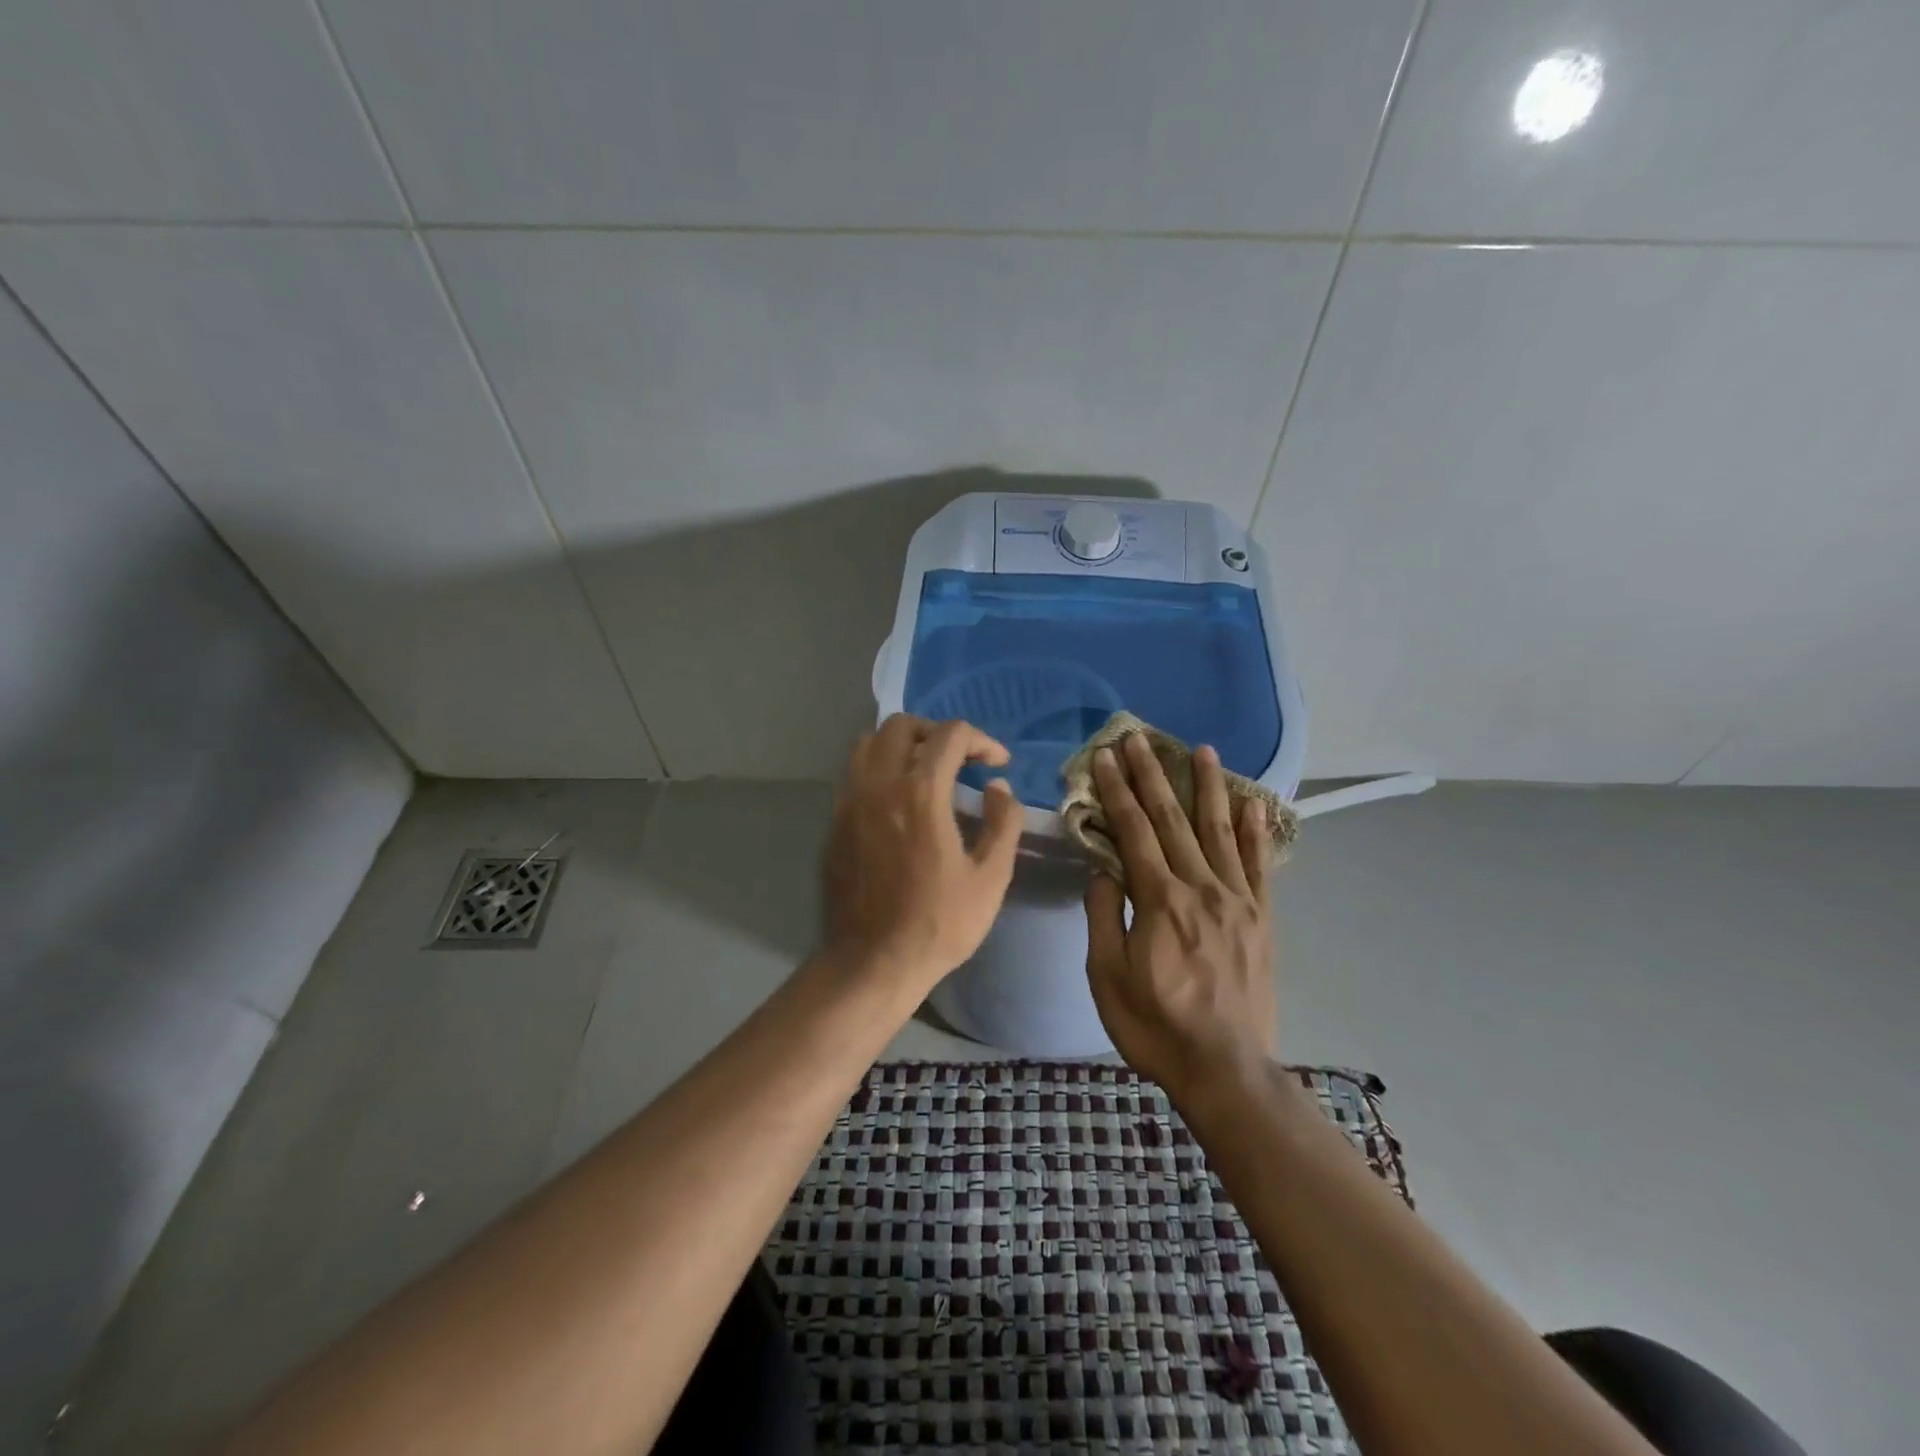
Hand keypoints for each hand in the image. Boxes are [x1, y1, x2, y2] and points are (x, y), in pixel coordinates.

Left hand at [823, 715, 1023, 994]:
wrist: (873, 962)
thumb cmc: (939, 923)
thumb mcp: (990, 877)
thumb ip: (1002, 823)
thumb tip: (998, 789)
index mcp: (920, 792)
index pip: (950, 735)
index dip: (981, 740)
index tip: (997, 764)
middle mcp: (878, 784)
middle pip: (902, 725)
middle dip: (938, 733)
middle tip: (961, 759)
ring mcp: (849, 801)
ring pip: (869, 742)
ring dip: (902, 745)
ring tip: (926, 771)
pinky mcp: (834, 822)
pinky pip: (854, 773)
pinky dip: (880, 769)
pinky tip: (899, 801)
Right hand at [1084, 733, 1277, 1100]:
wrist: (1226, 1071)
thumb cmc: (1155, 1026)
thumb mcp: (1107, 976)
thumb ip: (1104, 916)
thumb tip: (1104, 869)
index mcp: (1160, 901)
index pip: (1133, 831)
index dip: (1117, 790)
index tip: (1104, 756)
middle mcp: (1202, 889)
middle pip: (1173, 820)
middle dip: (1153, 775)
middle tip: (1139, 738)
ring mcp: (1238, 901)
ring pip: (1220, 832)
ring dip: (1208, 788)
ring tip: (1203, 750)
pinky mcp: (1261, 919)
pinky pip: (1260, 866)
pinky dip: (1256, 832)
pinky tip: (1253, 803)